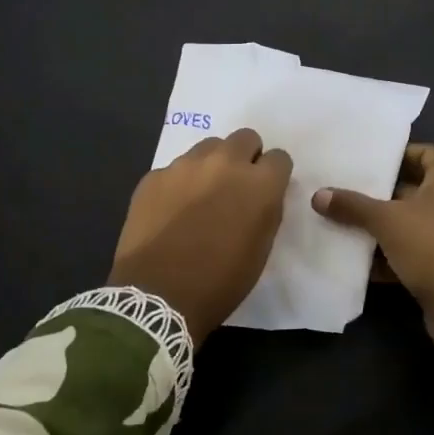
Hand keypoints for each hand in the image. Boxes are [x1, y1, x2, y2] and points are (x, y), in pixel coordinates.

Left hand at [108, 129, 291, 344]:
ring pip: (208, 147)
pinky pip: (175, 168)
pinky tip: (171, 210)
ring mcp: (185, 166)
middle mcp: (225, 163)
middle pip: (245, 138)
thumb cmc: (220, 281)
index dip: (273, 174)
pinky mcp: (154, 176)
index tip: (266, 190)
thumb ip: (267, 210)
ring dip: (212, 165)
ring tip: (202, 196)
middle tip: (236, 186)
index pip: (279, 157)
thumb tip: (261, 195)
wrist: (158, 296)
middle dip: (246, 157)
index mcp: (259, 183)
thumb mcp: (261, 248)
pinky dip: (180, 182)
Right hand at [312, 144, 433, 399]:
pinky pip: (403, 254)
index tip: (365, 158)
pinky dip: (380, 257)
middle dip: (375, 191)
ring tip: (333, 220)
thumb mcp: (389, 220)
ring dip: (373, 226)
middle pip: (409, 189)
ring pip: (403, 225)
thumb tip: (319, 195)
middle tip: (337, 187)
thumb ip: (353, 206)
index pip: (425, 153)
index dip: (398, 153)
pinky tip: (348, 258)